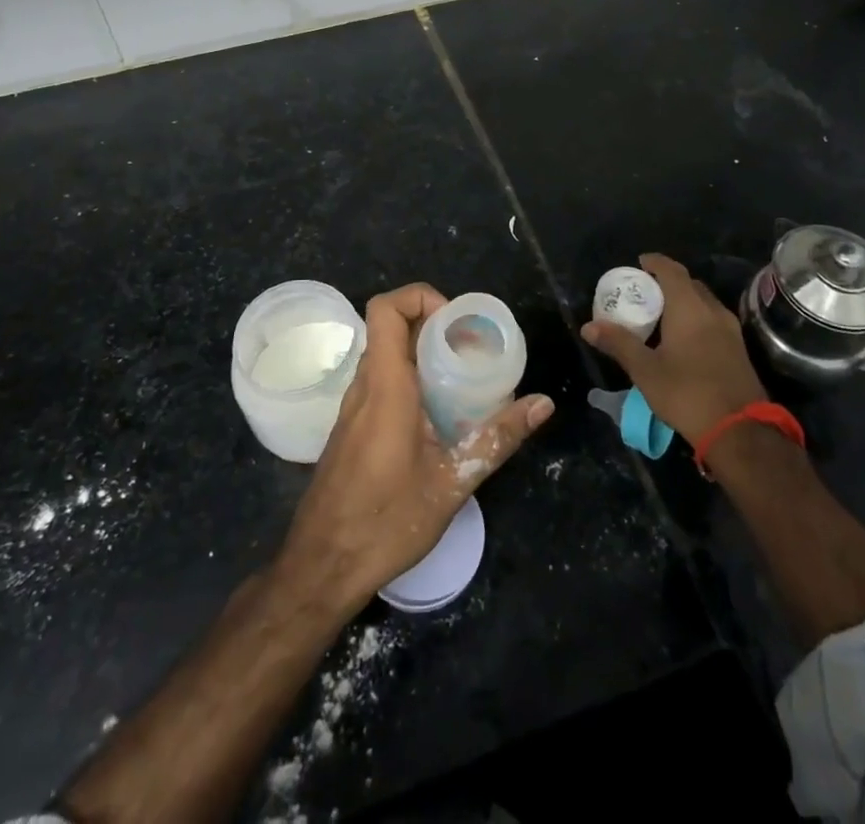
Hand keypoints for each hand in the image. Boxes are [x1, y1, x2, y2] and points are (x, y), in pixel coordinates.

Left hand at [275, 283, 553, 617]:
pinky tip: (438, 414)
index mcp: (385, 386)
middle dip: (433, 325)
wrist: (321, 567)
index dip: (420, 297)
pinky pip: (380, 381)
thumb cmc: (386, 522)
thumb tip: (542, 403)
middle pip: (391, 327)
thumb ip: (498, 438)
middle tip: (473, 349)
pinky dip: (410, 379)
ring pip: (386, 355)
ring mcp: (353, 407)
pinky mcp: (351, 427)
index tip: (457, 323)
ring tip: (463, 378)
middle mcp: (364, 386)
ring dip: (422, 353)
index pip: (386, 309)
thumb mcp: (452, 482)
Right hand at [579, 253, 766, 443]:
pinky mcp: (738, 349)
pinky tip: (683, 338)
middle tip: (645, 291)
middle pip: (690, 284)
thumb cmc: (687, 393)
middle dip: (668, 282)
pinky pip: (713, 319)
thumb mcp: (645, 370)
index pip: (672, 270)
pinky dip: (696, 317)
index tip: (639, 262)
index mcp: (690, 307)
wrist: (740, 431)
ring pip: (704, 302)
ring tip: (661, 314)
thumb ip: (618, 343)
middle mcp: (713, 311)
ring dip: (684, 300)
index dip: (655, 262)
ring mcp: (730, 330)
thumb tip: (589, 327)